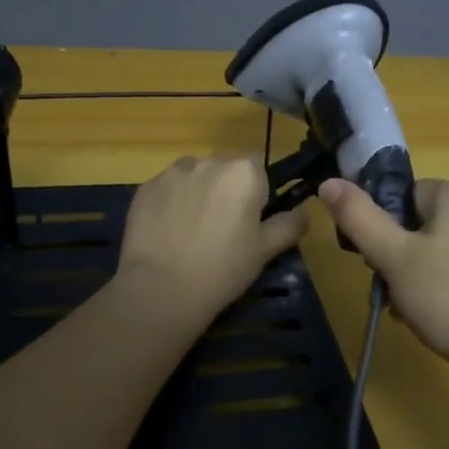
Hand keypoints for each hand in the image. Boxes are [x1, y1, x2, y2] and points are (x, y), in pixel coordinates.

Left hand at [117, 156, 308, 325]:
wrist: (162, 288)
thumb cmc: (224, 267)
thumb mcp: (267, 250)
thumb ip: (290, 224)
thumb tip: (303, 211)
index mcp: (244, 172)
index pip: (258, 169)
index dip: (256, 194)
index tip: (249, 222)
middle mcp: (209, 161)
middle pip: (225, 168)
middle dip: (226, 189)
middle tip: (222, 229)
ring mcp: (172, 173)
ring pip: (194, 175)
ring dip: (198, 192)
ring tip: (191, 230)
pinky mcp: (145, 188)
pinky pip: (167, 188)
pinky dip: (171, 203)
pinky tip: (168, 233)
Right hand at [317, 177, 448, 389]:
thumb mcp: (396, 260)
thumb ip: (359, 218)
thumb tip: (328, 182)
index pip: (402, 197)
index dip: (383, 233)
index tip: (381, 269)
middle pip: (422, 225)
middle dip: (402, 261)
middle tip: (398, 299)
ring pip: (443, 250)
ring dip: (422, 279)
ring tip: (420, 315)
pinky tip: (448, 320)